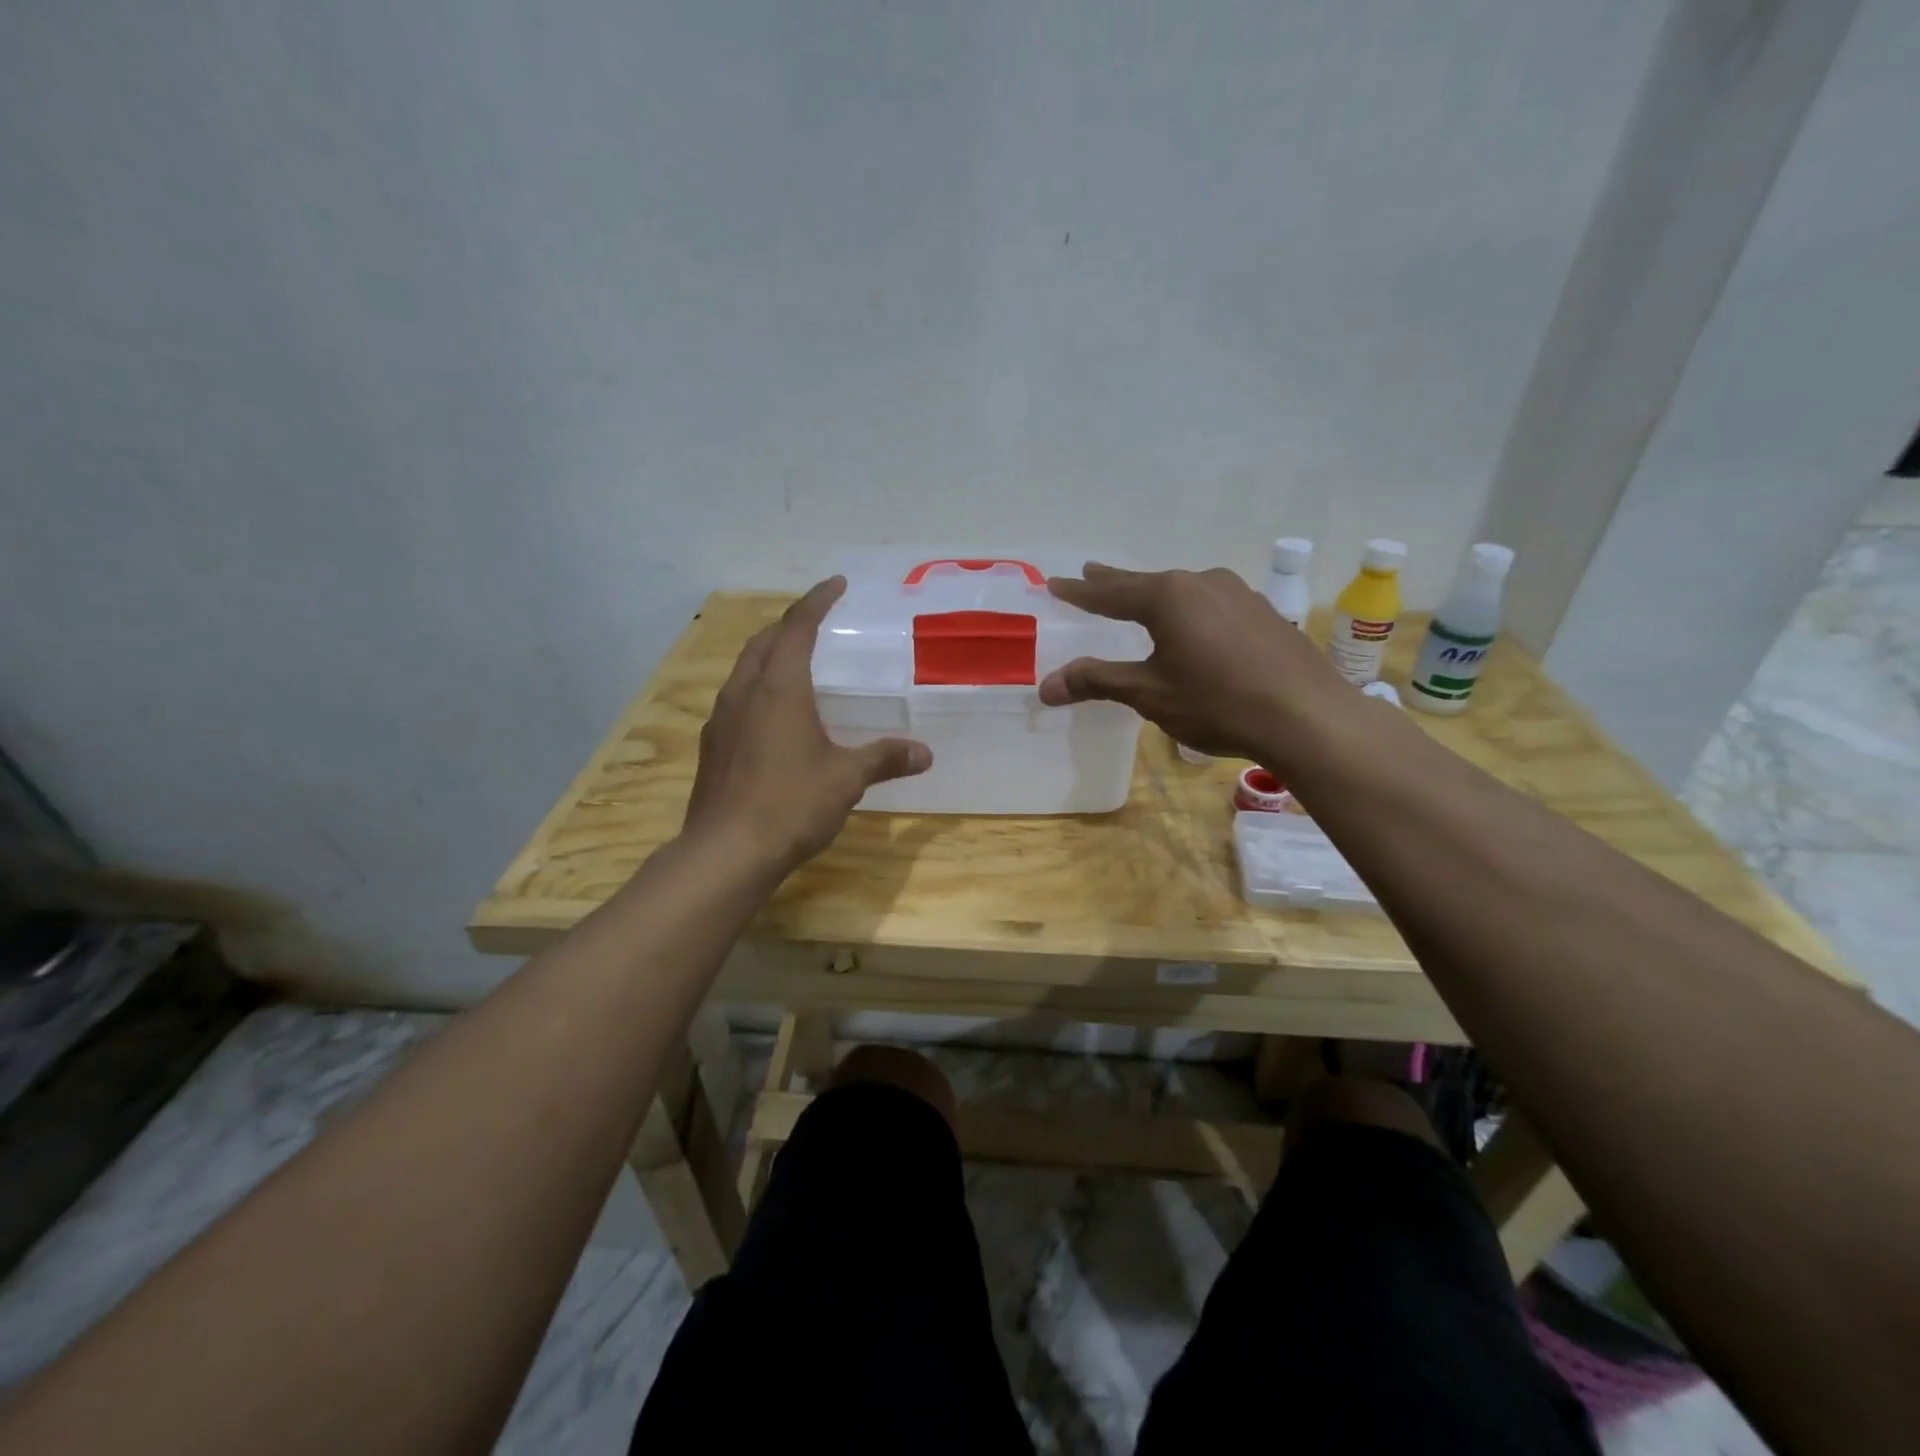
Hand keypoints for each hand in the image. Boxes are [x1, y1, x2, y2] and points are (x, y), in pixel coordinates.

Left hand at [685, 578, 931, 869]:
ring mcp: (721, 719)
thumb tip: (925, 753)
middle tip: (817, 621)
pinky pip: (736, 698)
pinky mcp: (713, 746)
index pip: (797, 627)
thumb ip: (884, 758)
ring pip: (744, 669)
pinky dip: (757, 687)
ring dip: (769, 654)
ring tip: (795, 661)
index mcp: (778, 688)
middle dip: (790, 623)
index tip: (836, 584)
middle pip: (764, 641)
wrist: (725, 852)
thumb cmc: (790, 804)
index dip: (817, 601)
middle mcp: (744, 693)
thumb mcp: (846, 779)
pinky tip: (772, 714)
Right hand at [1038, 563, 1353, 765]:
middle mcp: (1202, 583)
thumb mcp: (1149, 694)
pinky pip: (1213, 606)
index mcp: (1168, 596)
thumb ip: (1098, 682)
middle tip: (1091, 575)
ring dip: (1157, 598)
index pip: (1110, 592)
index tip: (1055, 583)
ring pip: (1184, 593)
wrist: (1307, 716)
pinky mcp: (1264, 614)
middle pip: (1147, 584)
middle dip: (1116, 584)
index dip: (1080, 592)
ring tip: (1142, 601)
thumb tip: (1046, 686)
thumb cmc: (1217, 702)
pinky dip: (1191, 613)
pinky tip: (1196, 628)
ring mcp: (1239, 594)